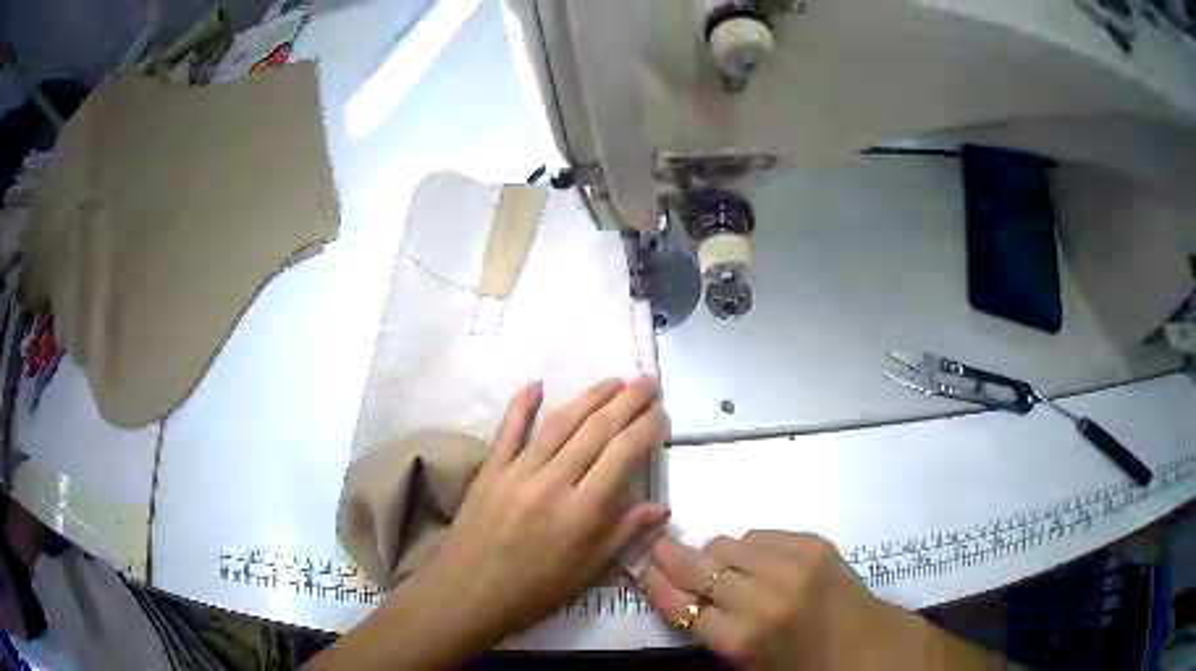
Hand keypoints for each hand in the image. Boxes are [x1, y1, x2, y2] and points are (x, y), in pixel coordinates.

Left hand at [421, 375, 668, 642]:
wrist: (470, 595)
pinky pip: (508, 431)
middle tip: (647, 381)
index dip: (646, 428)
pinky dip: (522, 404)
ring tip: (614, 380)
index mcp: (583, 512)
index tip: (661, 413)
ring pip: (560, 423)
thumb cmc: (536, 591)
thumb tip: (663, 507)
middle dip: (627, 401)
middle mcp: (553, 482)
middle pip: (597, 430)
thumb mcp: (589, 571)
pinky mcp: (490, 470)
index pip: (623, 454)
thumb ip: (625, 533)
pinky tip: (537, 383)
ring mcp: (517, 472)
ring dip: (590, 397)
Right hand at [642, 532, 1001, 669]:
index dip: (655, 583)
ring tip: (722, 568)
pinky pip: (762, 534)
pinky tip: (758, 563)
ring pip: (729, 542)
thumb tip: (679, 595)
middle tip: (656, 545)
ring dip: (717, 555)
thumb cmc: (803, 668)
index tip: (639, 566)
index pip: (681, 604)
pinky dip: (751, 547)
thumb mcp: (748, 665)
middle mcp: (764, 596)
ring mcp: (793, 564)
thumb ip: (710, 632)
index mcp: (744, 638)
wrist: (870, 648)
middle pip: (700, 566)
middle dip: (672, 555)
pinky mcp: (815, 543)